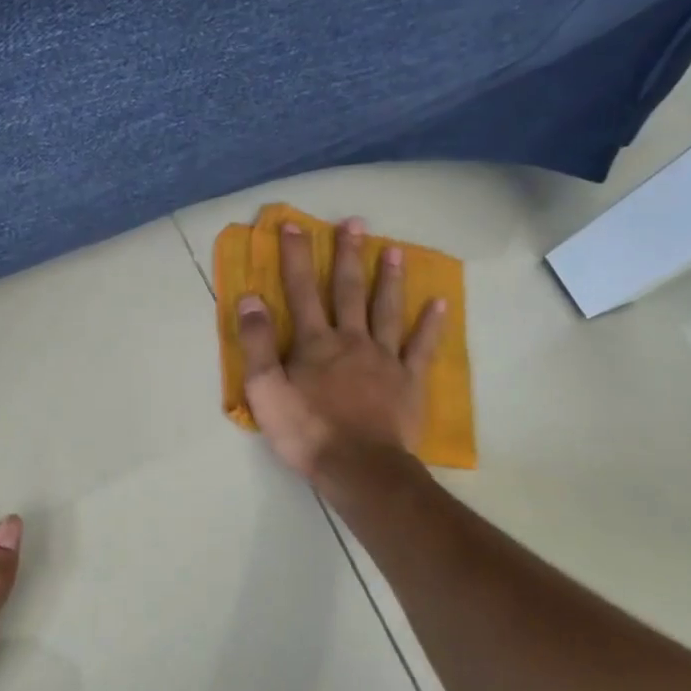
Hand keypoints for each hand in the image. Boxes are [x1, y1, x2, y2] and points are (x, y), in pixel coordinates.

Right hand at [236, 217, 445, 480]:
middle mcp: (350, 339)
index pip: (301, 290)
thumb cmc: (306, 431)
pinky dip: (431, 324)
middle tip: (354, 222)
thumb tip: (250, 297)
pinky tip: (439, 303)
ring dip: (389, 278)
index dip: (296, 256)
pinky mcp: (409, 380)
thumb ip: (257, 342)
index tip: (293, 225)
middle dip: (348, 254)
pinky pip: (421, 347)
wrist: (358, 467)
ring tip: (393, 249)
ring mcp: (384, 358)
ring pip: (386, 309)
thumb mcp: (265, 390)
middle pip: (348, 290)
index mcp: (314, 342)